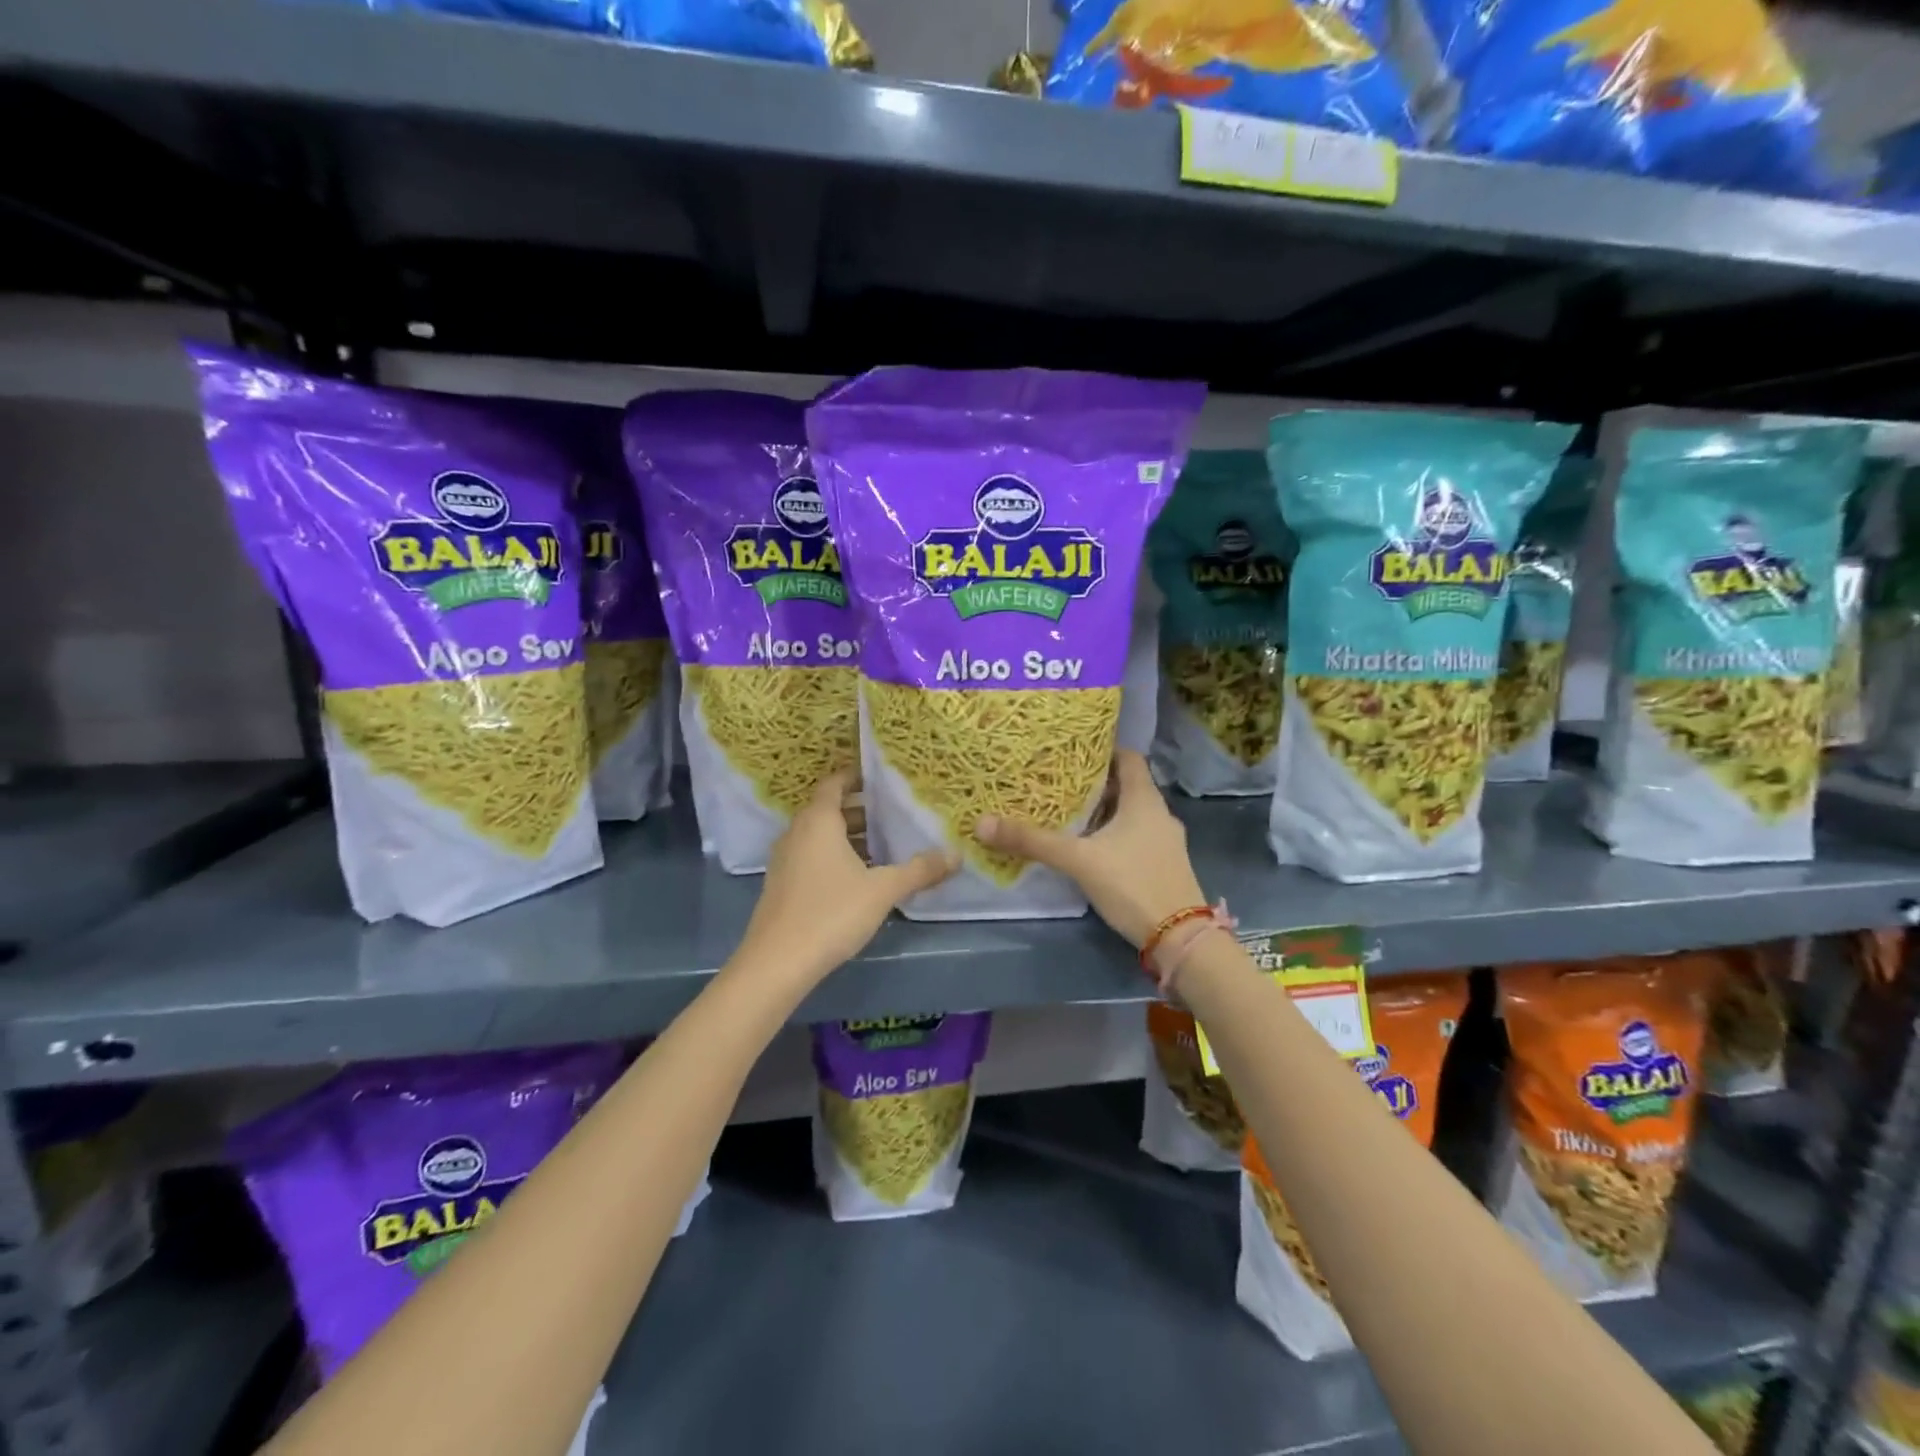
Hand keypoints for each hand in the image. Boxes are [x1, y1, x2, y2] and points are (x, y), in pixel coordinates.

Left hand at [732, 770, 957, 987]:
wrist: (777, 963)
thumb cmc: (832, 912)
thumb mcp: (883, 890)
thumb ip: (920, 870)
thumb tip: (956, 855)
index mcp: (818, 821)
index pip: (834, 784)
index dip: (855, 777)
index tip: (880, 779)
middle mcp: (796, 833)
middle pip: (827, 810)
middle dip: (859, 810)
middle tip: (891, 814)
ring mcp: (784, 860)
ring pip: (818, 836)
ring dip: (846, 836)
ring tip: (881, 846)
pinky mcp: (781, 885)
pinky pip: (810, 857)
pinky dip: (833, 856)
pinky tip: (857, 878)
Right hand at [974, 750, 1204, 947]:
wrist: (1180, 938)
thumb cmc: (1133, 884)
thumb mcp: (1078, 860)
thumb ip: (1033, 841)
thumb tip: (982, 822)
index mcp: (1145, 800)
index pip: (1128, 757)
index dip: (1102, 749)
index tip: (1072, 750)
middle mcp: (1160, 814)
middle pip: (1127, 785)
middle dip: (1095, 782)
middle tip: (1058, 781)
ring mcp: (1165, 841)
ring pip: (1131, 814)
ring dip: (1104, 811)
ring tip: (1068, 812)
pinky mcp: (1164, 865)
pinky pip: (1135, 837)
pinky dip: (1114, 834)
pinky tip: (1090, 847)